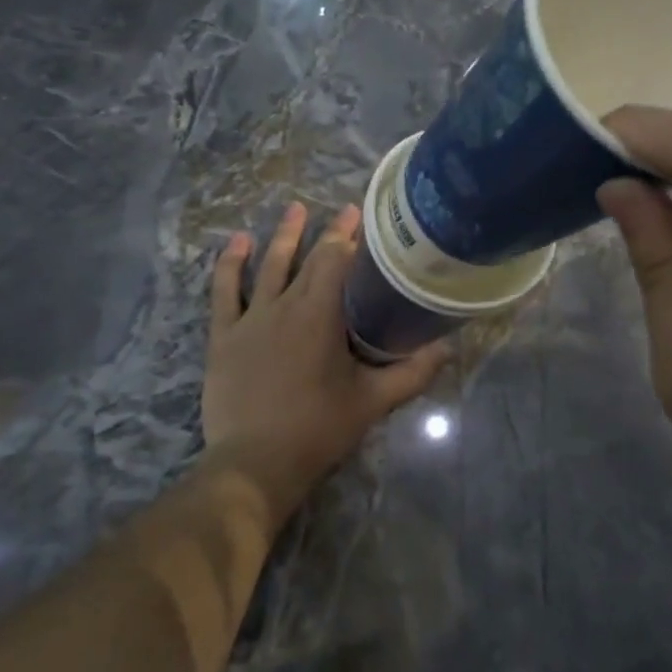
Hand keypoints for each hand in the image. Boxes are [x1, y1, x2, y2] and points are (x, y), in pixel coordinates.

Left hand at [203, 202, 447, 514]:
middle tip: (342, 209)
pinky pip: (224, 292)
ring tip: (295, 208)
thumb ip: (412, 373)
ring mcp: (250, 319)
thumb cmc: (318, 429)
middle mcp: (285, 306)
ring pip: (268, 267)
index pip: (336, 261)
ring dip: (283, 236)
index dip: (350, 237)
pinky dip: (230, 264)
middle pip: (307, 258)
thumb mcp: (373, 401)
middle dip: (327, 232)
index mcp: (320, 315)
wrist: (255, 463)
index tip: (362, 217)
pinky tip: (238, 242)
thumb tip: (448, 349)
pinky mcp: (224, 337)